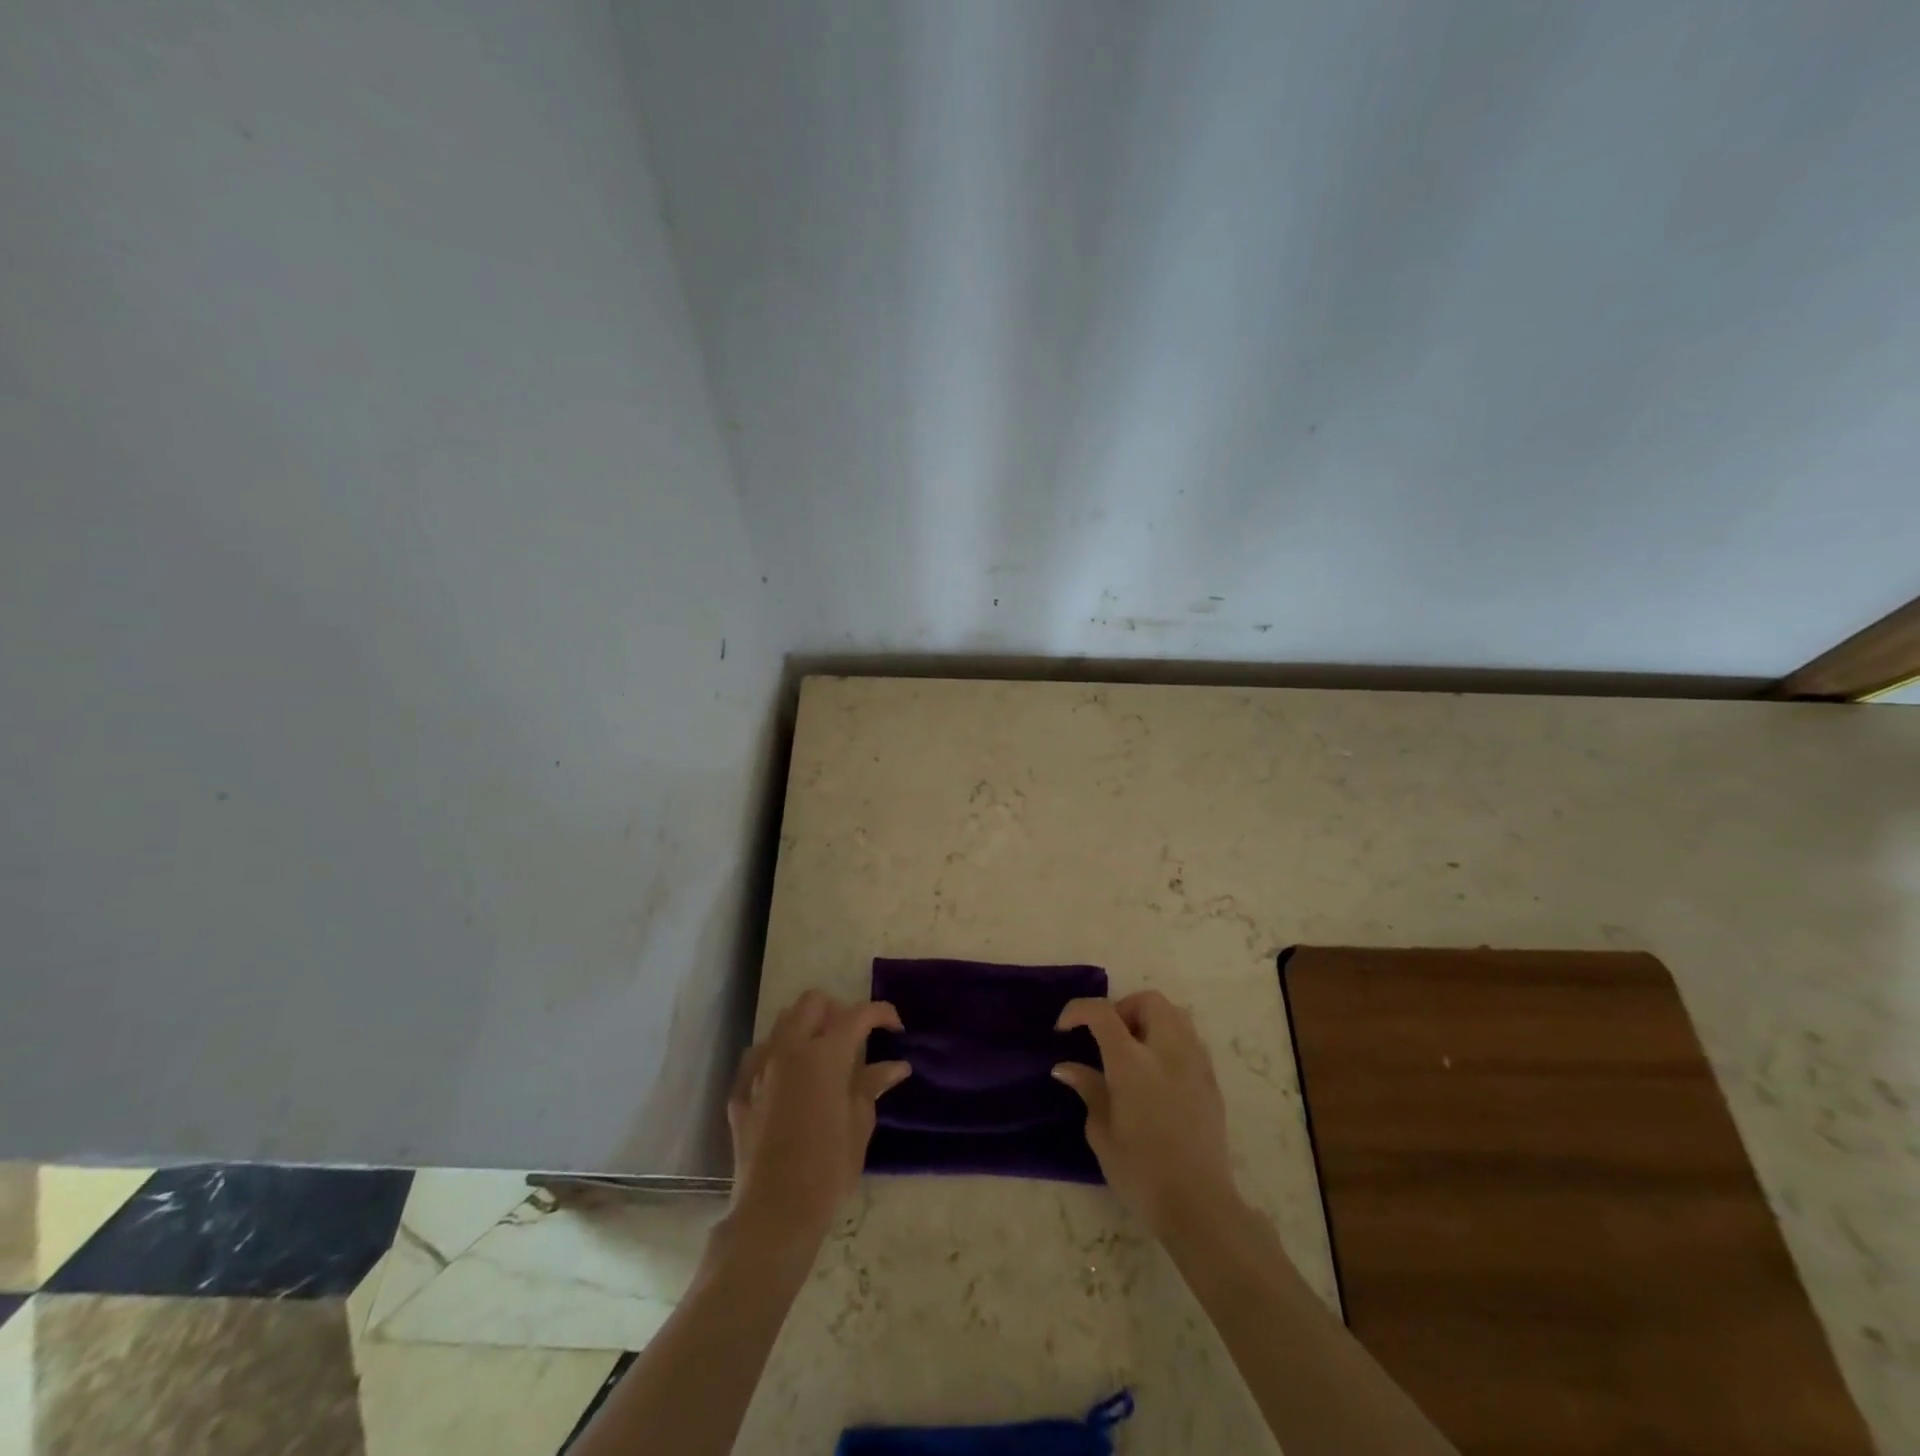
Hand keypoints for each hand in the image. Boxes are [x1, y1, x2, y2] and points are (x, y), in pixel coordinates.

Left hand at [724, 990, 910, 1257]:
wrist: (774, 1212)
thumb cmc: (828, 1168)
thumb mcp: (860, 1124)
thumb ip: (872, 1084)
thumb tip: (896, 1065)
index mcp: (825, 1054)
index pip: (858, 1014)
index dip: (882, 1014)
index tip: (896, 1030)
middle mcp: (789, 1049)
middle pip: (812, 1002)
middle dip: (837, 1011)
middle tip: (854, 1039)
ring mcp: (760, 1068)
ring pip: (782, 1023)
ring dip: (805, 1028)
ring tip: (822, 1057)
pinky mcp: (740, 1092)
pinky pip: (757, 1057)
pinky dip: (776, 1057)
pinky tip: (787, 1080)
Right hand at [1053, 990, 1235, 1235]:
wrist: (1199, 1206)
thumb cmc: (1141, 1172)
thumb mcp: (1102, 1133)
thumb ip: (1088, 1090)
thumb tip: (1067, 1068)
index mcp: (1133, 1062)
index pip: (1103, 1013)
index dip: (1078, 1010)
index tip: (1064, 1029)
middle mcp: (1167, 1051)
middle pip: (1149, 1001)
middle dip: (1123, 1008)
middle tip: (1107, 1037)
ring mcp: (1195, 1064)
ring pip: (1176, 1014)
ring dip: (1151, 1020)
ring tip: (1134, 1051)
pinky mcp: (1212, 1082)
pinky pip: (1191, 1040)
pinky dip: (1170, 1041)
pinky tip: (1158, 1073)